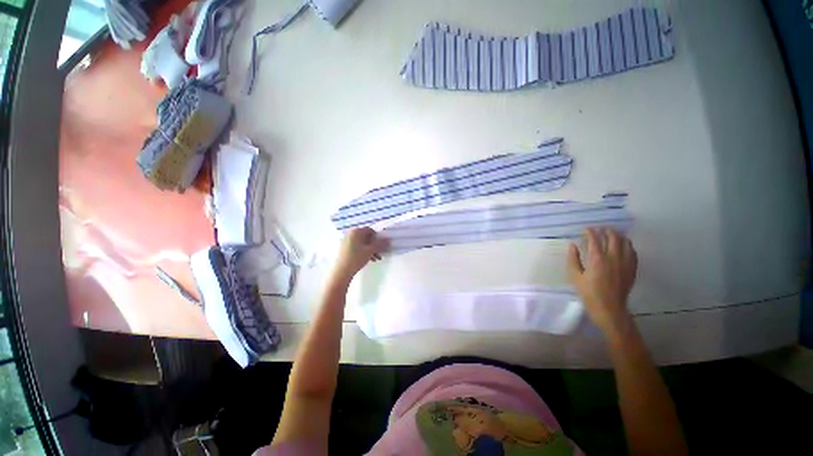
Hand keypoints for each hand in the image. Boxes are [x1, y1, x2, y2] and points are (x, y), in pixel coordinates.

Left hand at [332, 227, 387, 282]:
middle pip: (366, 237)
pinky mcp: (344, 248)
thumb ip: (380, 244)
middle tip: (380, 254)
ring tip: (375, 259)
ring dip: (370, 249)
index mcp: (356, 231)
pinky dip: (363, 251)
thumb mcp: (370, 251)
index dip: (377, 238)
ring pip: (362, 243)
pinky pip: (356, 246)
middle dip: (374, 245)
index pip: (370, 230)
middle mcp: (350, 233)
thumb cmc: (356, 258)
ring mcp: (346, 240)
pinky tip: (368, 259)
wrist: (341, 271)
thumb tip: (388, 240)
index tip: (381, 246)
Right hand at [568, 227, 637, 333]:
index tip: (585, 229)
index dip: (590, 231)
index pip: (595, 239)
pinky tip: (623, 246)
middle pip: (613, 237)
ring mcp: (625, 263)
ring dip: (618, 236)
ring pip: (625, 242)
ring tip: (612, 234)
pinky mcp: (632, 268)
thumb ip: (573, 259)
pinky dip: (627, 245)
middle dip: (605, 230)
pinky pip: (633, 252)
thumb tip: (572, 245)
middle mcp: (613, 257)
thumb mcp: (574, 276)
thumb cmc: (588, 292)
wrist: (609, 308)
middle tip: (599, 229)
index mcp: (597, 259)